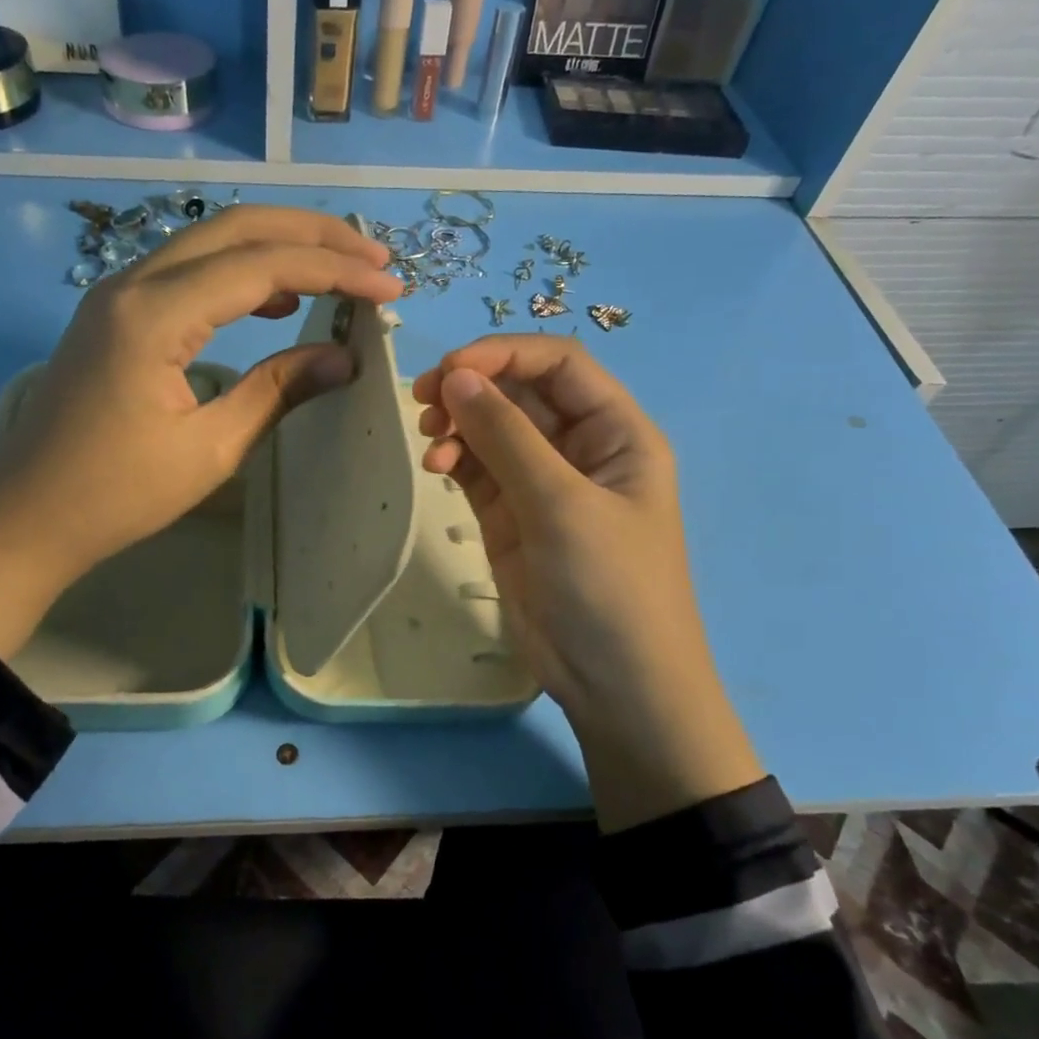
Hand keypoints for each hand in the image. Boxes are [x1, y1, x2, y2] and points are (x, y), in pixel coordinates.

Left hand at [0, 206, 400, 657]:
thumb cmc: (118, 495)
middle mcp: (132, 283)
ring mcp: (117, 293)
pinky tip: (273, 299)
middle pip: (236, 229)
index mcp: (154, 314)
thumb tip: (345, 358)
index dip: (333, 272)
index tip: (388, 288)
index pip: (261, 266)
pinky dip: (239, 274)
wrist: (27, 517)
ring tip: (338, 270)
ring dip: (277, 247)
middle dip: (312, 236)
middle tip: (373, 258)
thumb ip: (278, 391)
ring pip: (210, 243)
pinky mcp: (115, 314)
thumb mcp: (211, 448)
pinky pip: (187, 272)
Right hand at [412, 337, 763, 830]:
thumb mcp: (562, 506)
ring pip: (493, 429)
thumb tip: (455, 377)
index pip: (560, 365)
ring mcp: (543, 484)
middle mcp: (581, 448)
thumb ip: (507, 437)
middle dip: (473, 388)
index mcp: (617, 432)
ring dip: (458, 424)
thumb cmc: (609, 588)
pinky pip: (478, 468)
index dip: (504, 354)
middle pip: (521, 392)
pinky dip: (454, 459)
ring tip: (430, 443)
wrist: (616, 685)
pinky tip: (435, 468)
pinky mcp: (512, 516)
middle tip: (422, 401)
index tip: (449, 371)